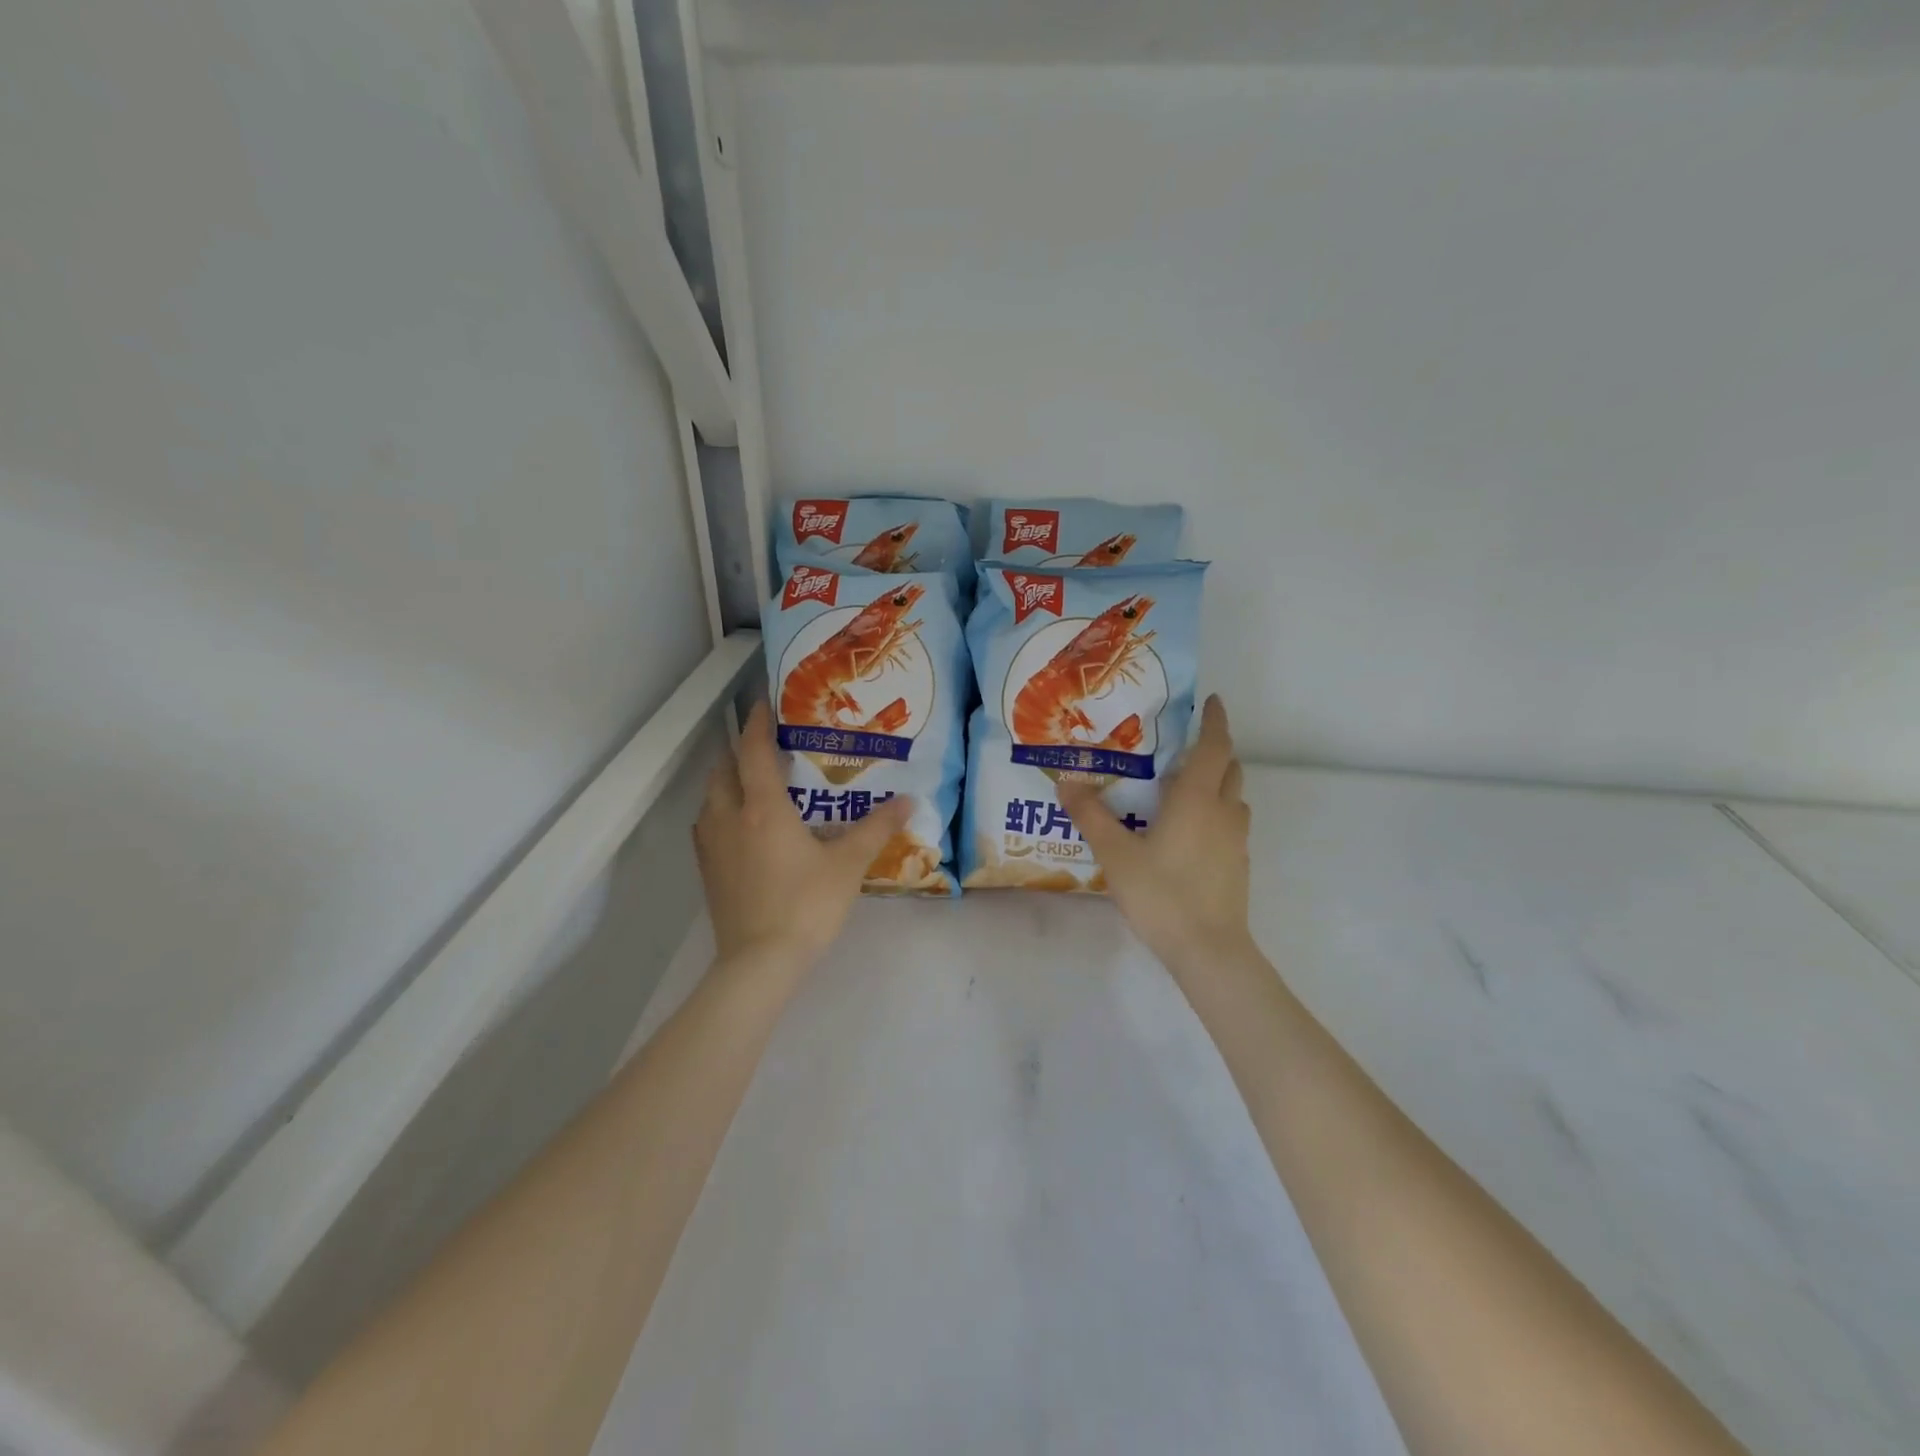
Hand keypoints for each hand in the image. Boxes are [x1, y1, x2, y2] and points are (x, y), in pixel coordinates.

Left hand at [693, 700, 912, 966]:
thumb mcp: (848, 864)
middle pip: (722, 770)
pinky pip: (707, 826)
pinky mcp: (707, 871)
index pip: (752, 751)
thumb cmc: (806, 905)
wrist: (760, 962)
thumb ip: (877, 829)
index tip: (763, 704)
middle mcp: (730, 818)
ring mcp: (712, 846)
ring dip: (726, 781)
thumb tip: (908, 801)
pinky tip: (740, 827)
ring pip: (710, 798)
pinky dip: (720, 812)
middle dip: (738, 751)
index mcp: (763, 808)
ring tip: (752, 783)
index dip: (756, 723)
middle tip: (763, 746)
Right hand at [1058, 694, 1252, 973]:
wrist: (1208, 950)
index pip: (1215, 746)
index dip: (1214, 721)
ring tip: (1181, 788)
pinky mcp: (1238, 864)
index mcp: (1196, 798)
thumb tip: (1066, 782)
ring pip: (1232, 797)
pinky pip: (1229, 823)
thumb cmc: (1162, 894)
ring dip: (1215, 782)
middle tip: (1182, 747)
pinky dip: (1214, 812)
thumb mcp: (1116, 854)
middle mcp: (1222, 811)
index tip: (1210, 700)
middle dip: (1213, 750)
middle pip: (1229, 768)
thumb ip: (1091, 816)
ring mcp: (1235, 840)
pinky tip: (1187, 832)